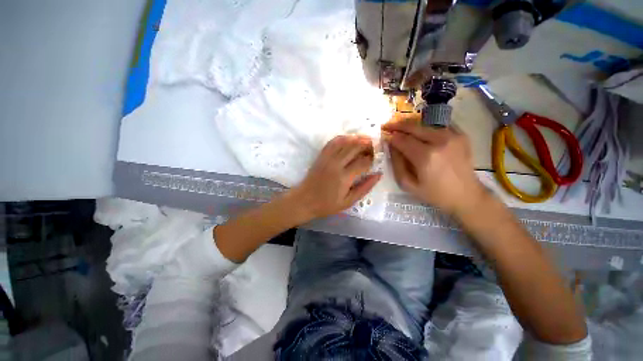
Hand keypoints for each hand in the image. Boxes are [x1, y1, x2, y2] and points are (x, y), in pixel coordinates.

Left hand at [290, 135, 381, 218]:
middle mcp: (336, 164)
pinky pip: (333, 142)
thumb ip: (364, 188)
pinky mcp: (321, 156)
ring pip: (345, 141)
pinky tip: (350, 139)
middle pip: (355, 147)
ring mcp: (327, 158)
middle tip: (375, 146)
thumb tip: (378, 175)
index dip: (373, 158)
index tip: (377, 158)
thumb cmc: (327, 204)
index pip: (363, 161)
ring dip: (357, 138)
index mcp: (344, 177)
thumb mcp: (348, 202)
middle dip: (367, 144)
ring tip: (366, 139)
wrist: (304, 200)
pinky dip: (343, 138)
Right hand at [382, 115, 485, 215]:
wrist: (466, 195)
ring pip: (425, 125)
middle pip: (413, 127)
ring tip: (403, 130)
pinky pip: (439, 125)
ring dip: (412, 127)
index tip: (384, 134)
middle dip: (399, 126)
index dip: (391, 136)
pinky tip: (421, 133)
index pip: (402, 140)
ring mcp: (453, 136)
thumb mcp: (408, 184)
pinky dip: (427, 127)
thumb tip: (391, 146)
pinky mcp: (461, 135)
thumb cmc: (434, 194)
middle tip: (389, 125)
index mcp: (425, 156)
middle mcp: (440, 141)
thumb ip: (396, 164)